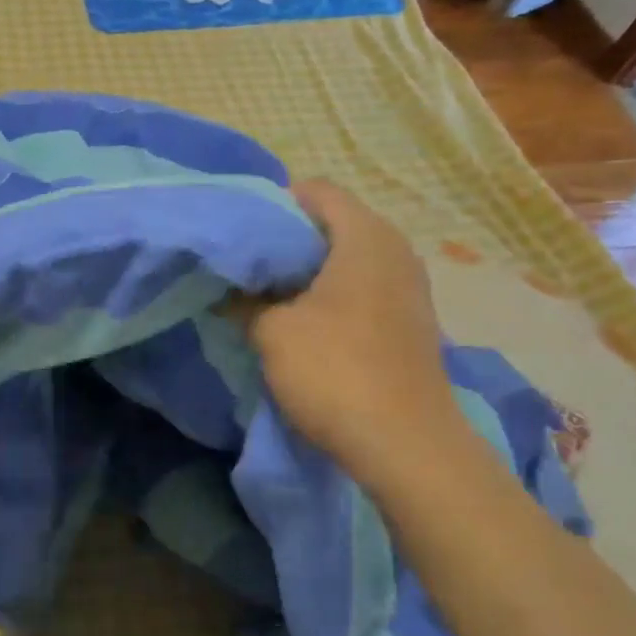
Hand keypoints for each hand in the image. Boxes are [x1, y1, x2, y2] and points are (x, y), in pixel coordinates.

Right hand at [241, 179, 460, 482]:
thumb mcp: (272, 331)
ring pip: (346, 259)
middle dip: (286, 240)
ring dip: (305, 271)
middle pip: (332, 224)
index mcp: (365, 237)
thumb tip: (227, 291)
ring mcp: (407, 287)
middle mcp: (394, 251)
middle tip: (246, 262)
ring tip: (266, 292)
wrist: (405, 444)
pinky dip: (328, 294)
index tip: (240, 231)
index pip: (317, 191)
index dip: (274, 203)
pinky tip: (299, 321)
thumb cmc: (334, 370)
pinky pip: (361, 288)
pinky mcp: (408, 321)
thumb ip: (244, 301)